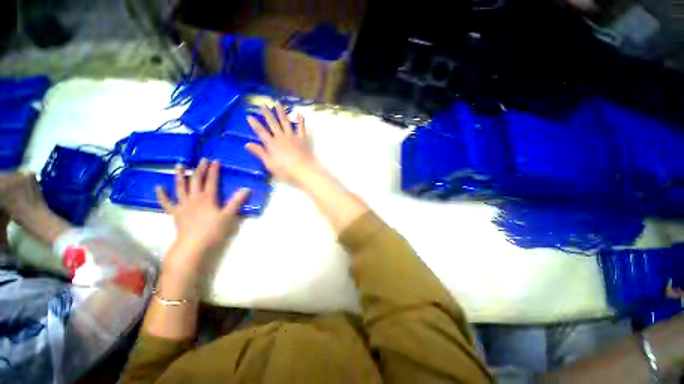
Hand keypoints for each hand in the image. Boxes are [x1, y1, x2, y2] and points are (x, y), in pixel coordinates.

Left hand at [156, 159, 249, 273]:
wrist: (193, 245)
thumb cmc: (211, 233)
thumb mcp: (227, 218)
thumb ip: (235, 203)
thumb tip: (246, 189)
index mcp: (208, 198)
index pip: (212, 181)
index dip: (214, 170)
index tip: (216, 160)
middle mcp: (194, 197)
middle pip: (197, 180)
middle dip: (200, 169)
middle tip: (202, 160)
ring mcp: (183, 204)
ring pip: (181, 187)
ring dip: (180, 175)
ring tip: (179, 165)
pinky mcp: (175, 213)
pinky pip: (167, 203)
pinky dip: (162, 195)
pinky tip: (158, 188)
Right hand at [246, 104, 322, 186]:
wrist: (304, 170)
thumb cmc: (285, 170)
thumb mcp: (269, 163)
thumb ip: (259, 152)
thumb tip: (247, 144)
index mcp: (272, 144)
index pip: (261, 132)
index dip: (255, 124)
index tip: (249, 116)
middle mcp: (281, 137)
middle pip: (273, 123)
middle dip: (267, 114)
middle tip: (263, 105)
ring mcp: (292, 136)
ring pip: (285, 121)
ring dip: (281, 112)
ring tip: (277, 103)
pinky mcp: (302, 138)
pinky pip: (301, 127)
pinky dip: (300, 120)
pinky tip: (298, 113)